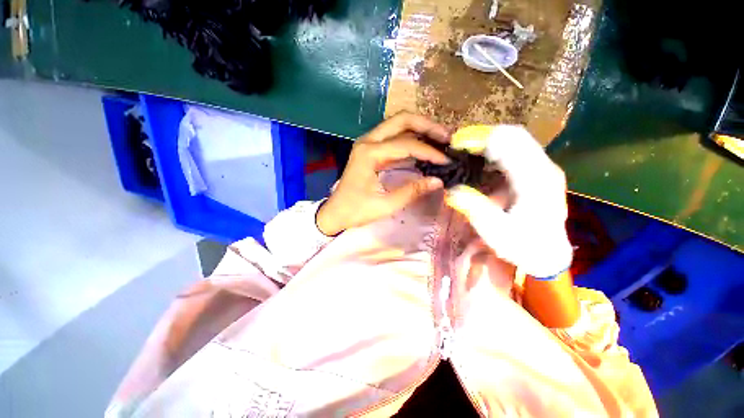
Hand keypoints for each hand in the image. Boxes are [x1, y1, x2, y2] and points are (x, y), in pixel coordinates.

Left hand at [316, 113, 450, 235]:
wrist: (336, 212)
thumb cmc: (356, 210)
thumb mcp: (386, 205)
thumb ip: (412, 191)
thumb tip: (438, 181)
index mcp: (369, 153)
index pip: (406, 145)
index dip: (429, 152)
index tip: (446, 161)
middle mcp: (367, 141)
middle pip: (402, 120)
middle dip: (427, 126)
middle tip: (447, 137)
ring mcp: (368, 143)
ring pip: (398, 125)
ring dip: (420, 129)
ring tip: (440, 139)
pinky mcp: (370, 150)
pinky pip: (393, 138)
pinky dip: (410, 140)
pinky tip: (423, 149)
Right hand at [445, 125, 572, 277]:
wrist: (548, 254)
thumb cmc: (523, 246)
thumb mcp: (497, 232)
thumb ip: (475, 208)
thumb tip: (452, 190)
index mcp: (536, 179)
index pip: (510, 143)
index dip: (481, 138)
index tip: (455, 144)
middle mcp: (543, 167)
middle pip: (513, 135)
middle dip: (482, 135)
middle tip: (456, 145)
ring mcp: (541, 168)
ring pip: (513, 141)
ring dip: (486, 141)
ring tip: (463, 149)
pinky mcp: (535, 173)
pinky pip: (513, 151)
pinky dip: (492, 150)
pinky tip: (477, 159)